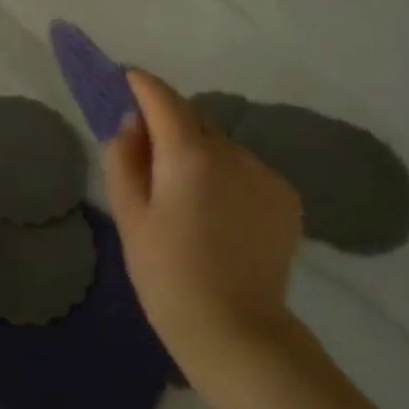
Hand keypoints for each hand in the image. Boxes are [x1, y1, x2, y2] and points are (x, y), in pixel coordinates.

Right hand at [102, 69, 304, 382]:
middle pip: (192, 118)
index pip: (162, 97)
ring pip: (219, 143)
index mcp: (190, 154)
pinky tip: (215, 211)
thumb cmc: (166, 272)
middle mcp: (234, 152)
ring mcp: (265, 174)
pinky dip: (224, 173)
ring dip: (196, 149)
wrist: (235, 330)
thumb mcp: (128, 213)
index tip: (124, 79)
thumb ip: (123, 156)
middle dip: (166, 121)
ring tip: (181, 191)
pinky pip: (244, 168)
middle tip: (143, 149)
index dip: (140, 83)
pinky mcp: (285, 198)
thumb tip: (132, 122)